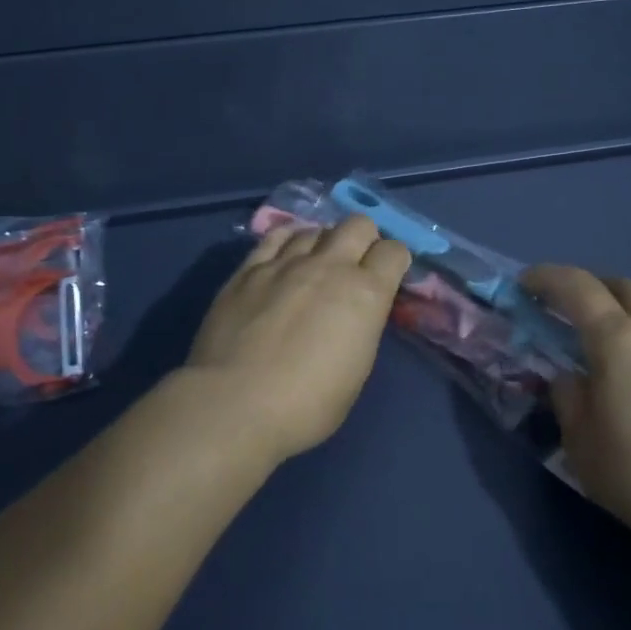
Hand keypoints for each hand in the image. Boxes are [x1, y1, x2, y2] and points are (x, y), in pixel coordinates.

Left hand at [184, 215, 412, 462]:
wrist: (234, 405)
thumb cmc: (307, 405)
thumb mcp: (356, 370)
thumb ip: (361, 328)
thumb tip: (355, 313)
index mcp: (366, 294)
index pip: (394, 252)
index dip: (396, 261)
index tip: (389, 277)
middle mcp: (330, 266)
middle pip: (358, 224)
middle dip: (365, 239)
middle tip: (357, 265)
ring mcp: (286, 263)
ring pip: (316, 228)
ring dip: (324, 242)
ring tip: (317, 265)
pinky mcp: (249, 269)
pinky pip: (275, 236)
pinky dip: (288, 240)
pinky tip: (285, 256)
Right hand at [523, 265, 630, 552]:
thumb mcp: (581, 444)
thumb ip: (568, 399)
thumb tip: (570, 378)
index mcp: (618, 341)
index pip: (577, 287)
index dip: (546, 278)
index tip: (524, 285)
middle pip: (621, 286)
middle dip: (588, 286)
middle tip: (565, 308)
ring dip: (623, 305)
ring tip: (607, 335)